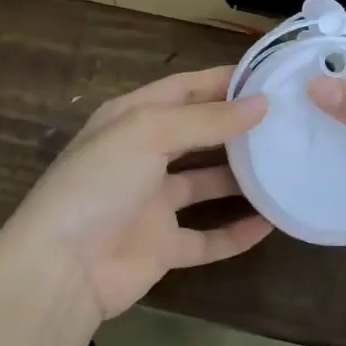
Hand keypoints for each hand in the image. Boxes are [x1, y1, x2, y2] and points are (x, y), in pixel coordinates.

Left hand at [0, 67, 271, 326]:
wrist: (61, 269)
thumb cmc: (100, 182)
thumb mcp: (150, 132)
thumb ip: (206, 119)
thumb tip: (261, 103)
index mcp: (132, 119)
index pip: (183, 88)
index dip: (221, 80)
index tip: (266, 76)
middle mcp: (143, 155)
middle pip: (197, 133)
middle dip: (235, 125)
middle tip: (283, 119)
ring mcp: (152, 203)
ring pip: (206, 183)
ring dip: (240, 177)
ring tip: (284, 165)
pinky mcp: (162, 247)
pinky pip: (207, 237)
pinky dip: (236, 232)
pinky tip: (270, 224)